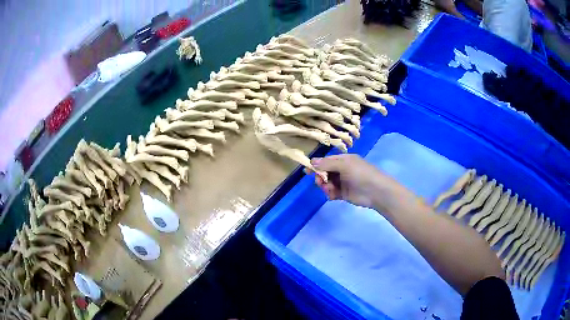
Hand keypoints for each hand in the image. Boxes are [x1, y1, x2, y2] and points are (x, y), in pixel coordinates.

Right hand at [308, 154, 412, 211]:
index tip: (306, 171)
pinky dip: (330, 194)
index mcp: (343, 160)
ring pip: (327, 183)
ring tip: (329, 190)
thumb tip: (311, 161)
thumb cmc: (361, 174)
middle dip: (320, 177)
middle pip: (324, 172)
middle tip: (321, 182)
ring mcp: (342, 182)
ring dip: (325, 186)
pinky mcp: (343, 194)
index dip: (316, 165)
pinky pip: (332, 192)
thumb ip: (327, 164)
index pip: (326, 161)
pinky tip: (333, 196)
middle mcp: (342, 170)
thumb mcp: (344, 165)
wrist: (376, 191)